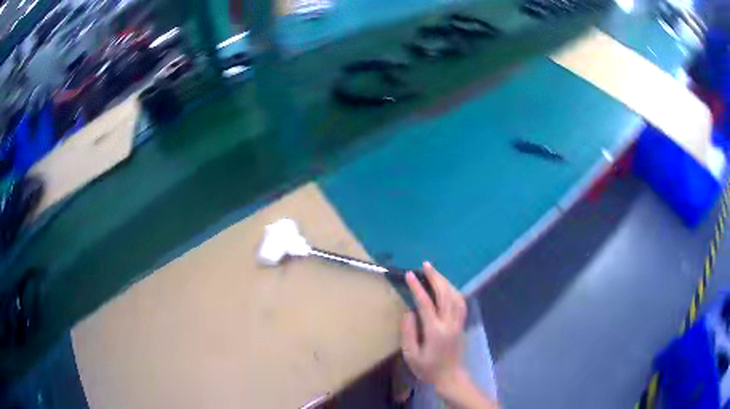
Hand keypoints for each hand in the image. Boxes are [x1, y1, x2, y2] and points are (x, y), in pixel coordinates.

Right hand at [401, 262, 467, 391]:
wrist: (449, 376)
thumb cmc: (427, 368)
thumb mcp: (411, 355)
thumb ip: (408, 333)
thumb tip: (409, 312)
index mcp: (435, 331)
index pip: (426, 304)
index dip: (418, 288)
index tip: (410, 275)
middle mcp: (449, 323)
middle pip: (445, 295)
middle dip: (435, 278)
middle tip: (425, 265)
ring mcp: (458, 322)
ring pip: (455, 296)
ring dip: (445, 281)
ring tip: (434, 272)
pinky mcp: (462, 324)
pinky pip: (461, 302)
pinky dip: (454, 290)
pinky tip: (447, 286)